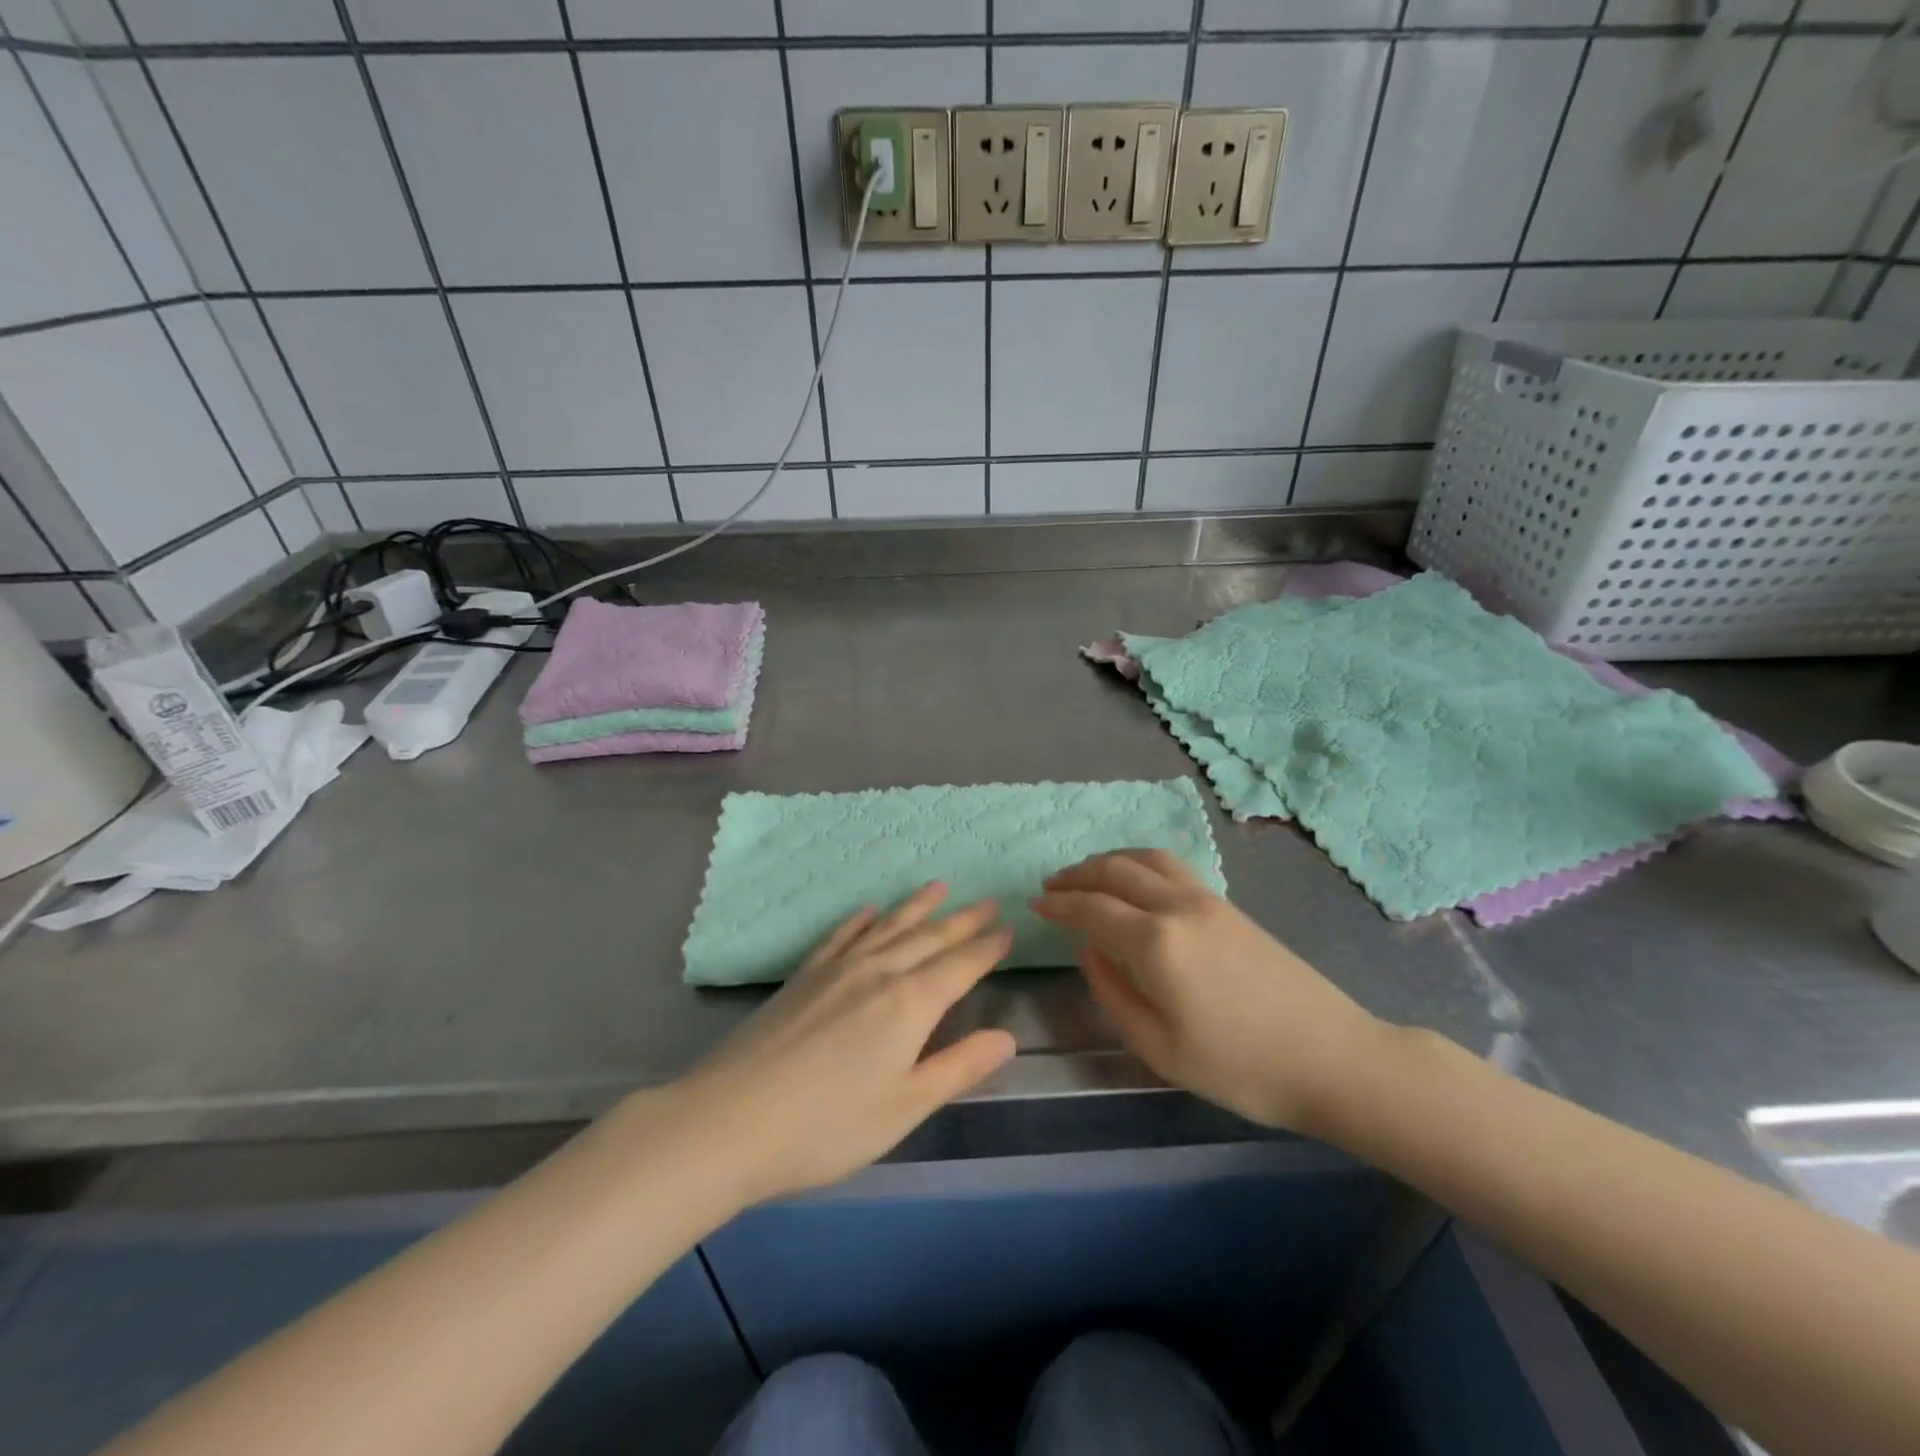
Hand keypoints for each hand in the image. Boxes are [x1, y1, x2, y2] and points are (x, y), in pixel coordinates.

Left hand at [674, 885, 1015, 1203]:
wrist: (731, 1121)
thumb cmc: (828, 1126)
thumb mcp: (905, 1107)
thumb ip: (958, 1067)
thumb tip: (1007, 1037)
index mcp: (909, 1004)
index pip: (960, 966)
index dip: (987, 947)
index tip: (1008, 926)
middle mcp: (877, 972)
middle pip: (929, 938)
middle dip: (962, 920)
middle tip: (988, 900)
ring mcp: (836, 970)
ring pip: (888, 927)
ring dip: (916, 907)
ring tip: (938, 886)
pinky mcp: (803, 977)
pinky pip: (841, 936)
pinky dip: (860, 920)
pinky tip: (868, 911)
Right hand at [1032, 849, 1380, 1135]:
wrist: (1333, 1058)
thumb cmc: (1240, 1067)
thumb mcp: (1159, 1048)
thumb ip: (1113, 993)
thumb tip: (1089, 951)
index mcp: (1156, 943)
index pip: (1091, 909)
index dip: (1058, 905)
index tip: (1033, 905)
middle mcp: (1178, 907)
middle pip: (1115, 872)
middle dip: (1077, 875)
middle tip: (1051, 886)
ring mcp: (1208, 900)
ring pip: (1146, 860)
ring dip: (1109, 861)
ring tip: (1087, 875)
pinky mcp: (1229, 905)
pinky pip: (1172, 867)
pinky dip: (1140, 863)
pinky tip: (1135, 880)